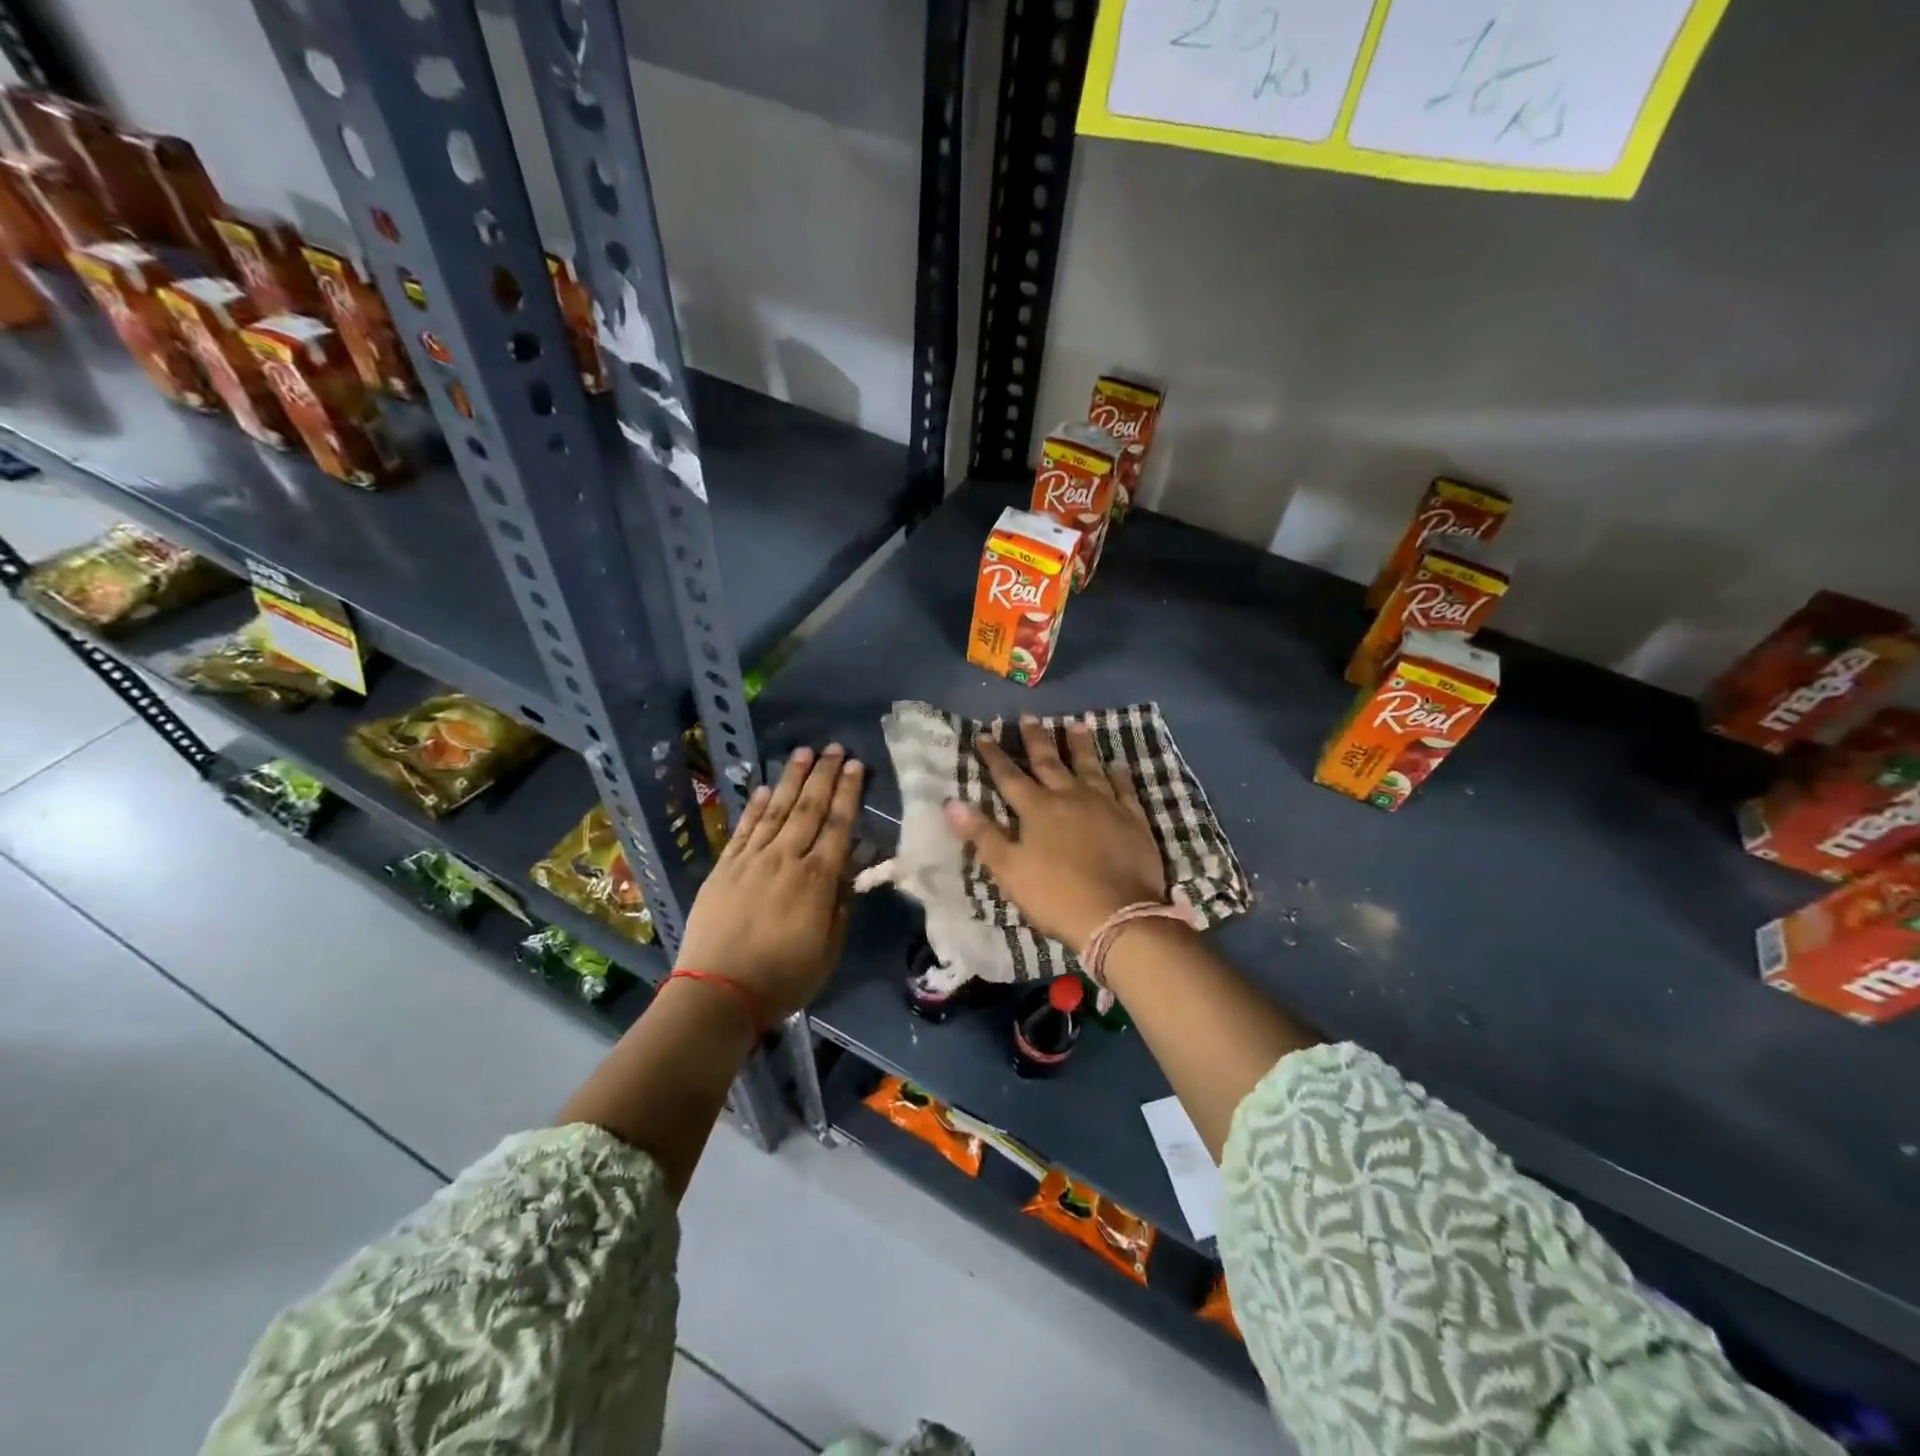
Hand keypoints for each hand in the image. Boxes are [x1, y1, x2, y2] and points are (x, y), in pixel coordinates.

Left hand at [675, 745, 863, 1020]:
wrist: (718, 994)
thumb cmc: (783, 978)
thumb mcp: (829, 949)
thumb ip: (840, 904)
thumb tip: (849, 867)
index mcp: (817, 879)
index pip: (838, 825)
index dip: (848, 793)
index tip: (856, 766)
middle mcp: (786, 859)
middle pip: (808, 808)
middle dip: (824, 775)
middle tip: (835, 747)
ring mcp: (751, 860)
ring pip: (775, 809)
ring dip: (791, 779)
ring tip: (804, 752)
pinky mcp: (724, 868)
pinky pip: (743, 829)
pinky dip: (754, 806)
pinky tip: (762, 787)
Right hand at [943, 716, 1166, 954]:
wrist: (1117, 915)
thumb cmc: (1056, 895)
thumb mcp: (1008, 869)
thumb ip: (982, 834)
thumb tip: (951, 803)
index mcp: (1038, 809)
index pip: (1010, 776)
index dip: (995, 756)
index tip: (985, 734)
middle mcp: (1070, 797)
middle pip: (1049, 762)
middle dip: (1036, 738)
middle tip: (1028, 714)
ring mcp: (1105, 805)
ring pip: (1089, 766)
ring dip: (1080, 745)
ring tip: (1076, 723)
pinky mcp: (1132, 819)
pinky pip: (1124, 789)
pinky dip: (1118, 775)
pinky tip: (1117, 764)